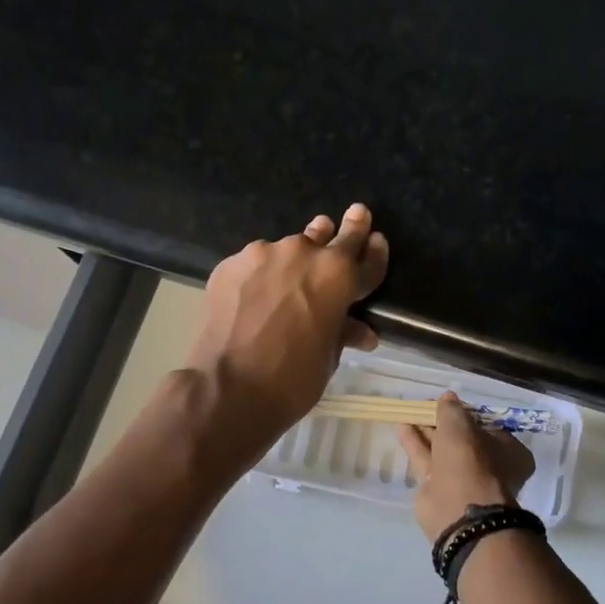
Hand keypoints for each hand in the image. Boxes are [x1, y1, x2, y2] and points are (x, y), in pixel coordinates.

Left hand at [185, 203, 389, 444]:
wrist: (228, 388)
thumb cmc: (292, 378)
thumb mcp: (328, 357)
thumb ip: (343, 332)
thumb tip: (362, 332)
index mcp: (337, 275)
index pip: (366, 258)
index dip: (375, 252)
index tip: (376, 240)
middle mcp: (303, 253)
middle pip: (329, 236)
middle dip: (345, 230)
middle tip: (355, 215)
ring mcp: (262, 254)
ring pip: (287, 249)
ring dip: (295, 258)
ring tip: (294, 269)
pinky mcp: (230, 265)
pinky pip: (255, 264)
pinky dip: (261, 275)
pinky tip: (255, 295)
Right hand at [397, 392, 536, 542]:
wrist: (459, 511)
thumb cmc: (470, 461)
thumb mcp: (460, 426)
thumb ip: (452, 410)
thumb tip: (448, 396)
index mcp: (508, 451)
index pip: (486, 426)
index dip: (466, 414)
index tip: (448, 403)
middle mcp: (488, 466)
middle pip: (462, 439)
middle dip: (443, 423)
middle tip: (424, 406)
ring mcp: (462, 480)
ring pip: (441, 450)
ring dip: (425, 432)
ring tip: (408, 412)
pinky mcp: (438, 490)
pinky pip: (426, 460)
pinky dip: (415, 444)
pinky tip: (402, 427)